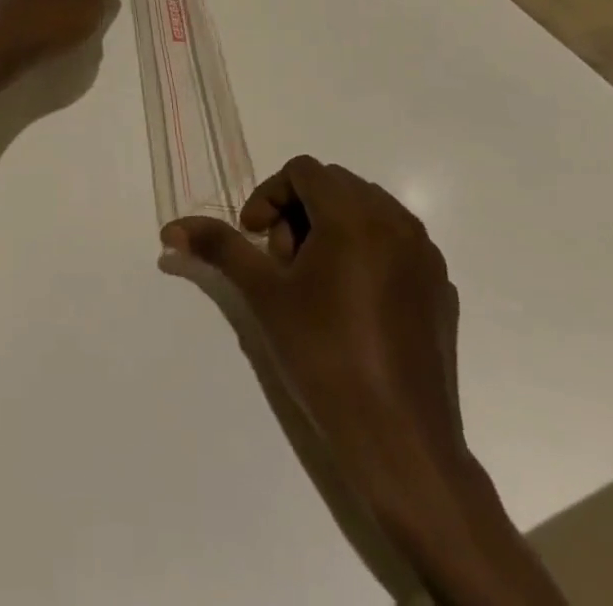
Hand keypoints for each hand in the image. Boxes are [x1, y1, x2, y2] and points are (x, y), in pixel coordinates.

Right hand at [162, 157, 463, 510]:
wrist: (400, 442)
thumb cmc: (324, 356)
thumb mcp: (263, 295)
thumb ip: (219, 247)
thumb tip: (171, 228)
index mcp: (354, 215)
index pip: (302, 170)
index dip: (269, 195)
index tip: (255, 238)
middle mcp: (397, 222)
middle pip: (335, 186)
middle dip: (298, 212)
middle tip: (282, 263)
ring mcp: (425, 256)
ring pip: (367, 211)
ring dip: (331, 228)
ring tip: (314, 282)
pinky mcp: (441, 288)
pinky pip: (396, 244)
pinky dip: (366, 253)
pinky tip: (351, 304)